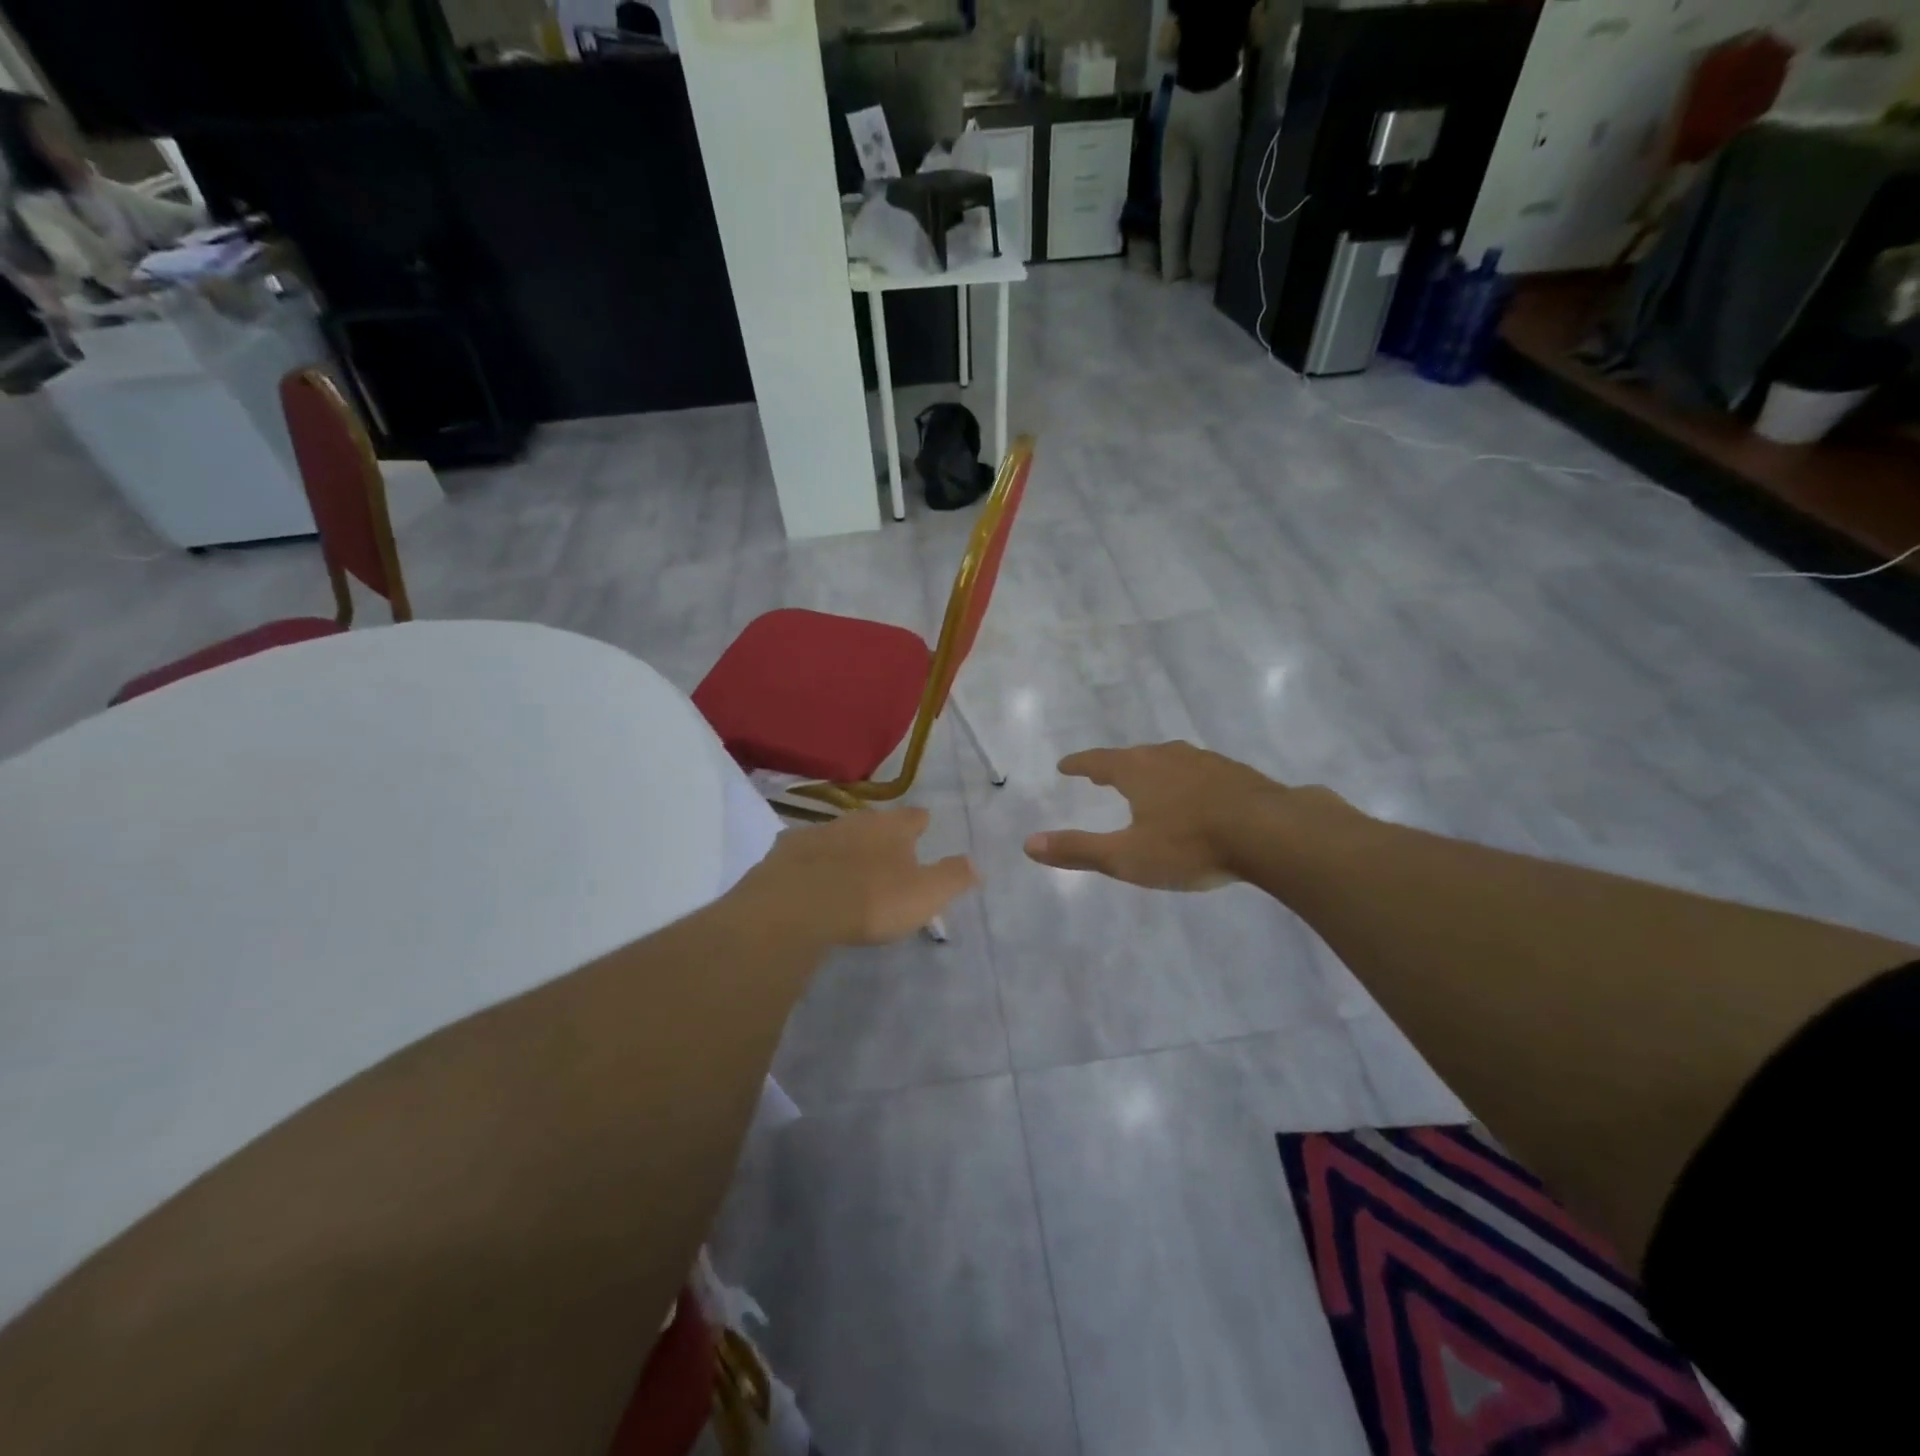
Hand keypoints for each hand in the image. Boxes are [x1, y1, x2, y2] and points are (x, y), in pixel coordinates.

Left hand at [742, 807, 977, 945]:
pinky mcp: (784, 852)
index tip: (923, 827)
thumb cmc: (870, 901)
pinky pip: (803, 851)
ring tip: (848, 866)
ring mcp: (816, 832)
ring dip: (844, 845)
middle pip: (873, 821)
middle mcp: (855, 820)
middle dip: (881, 833)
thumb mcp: (925, 895)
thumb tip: (976, 864)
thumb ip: (952, 877)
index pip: (913, 816)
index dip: (920, 823)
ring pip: (837, 833)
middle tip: (886, 851)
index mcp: (892, 828)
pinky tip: (808, 875)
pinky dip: (810, 860)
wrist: (795, 907)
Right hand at [1024, 742, 1309, 890]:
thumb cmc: (1190, 845)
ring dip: (1153, 769)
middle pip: (1134, 756)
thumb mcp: (1127, 856)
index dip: (1080, 764)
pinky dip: (1186, 779)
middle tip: (1102, 774)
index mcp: (1137, 770)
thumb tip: (1028, 844)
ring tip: (1148, 780)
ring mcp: (1206, 761)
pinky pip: (1200, 771)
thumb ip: (1078, 850)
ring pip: (1170, 760)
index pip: (1098, 761)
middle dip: (1116, 765)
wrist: (1271, 832)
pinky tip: (1197, 794)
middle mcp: (1168, 757)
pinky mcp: (1237, 773)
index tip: (1065, 766)